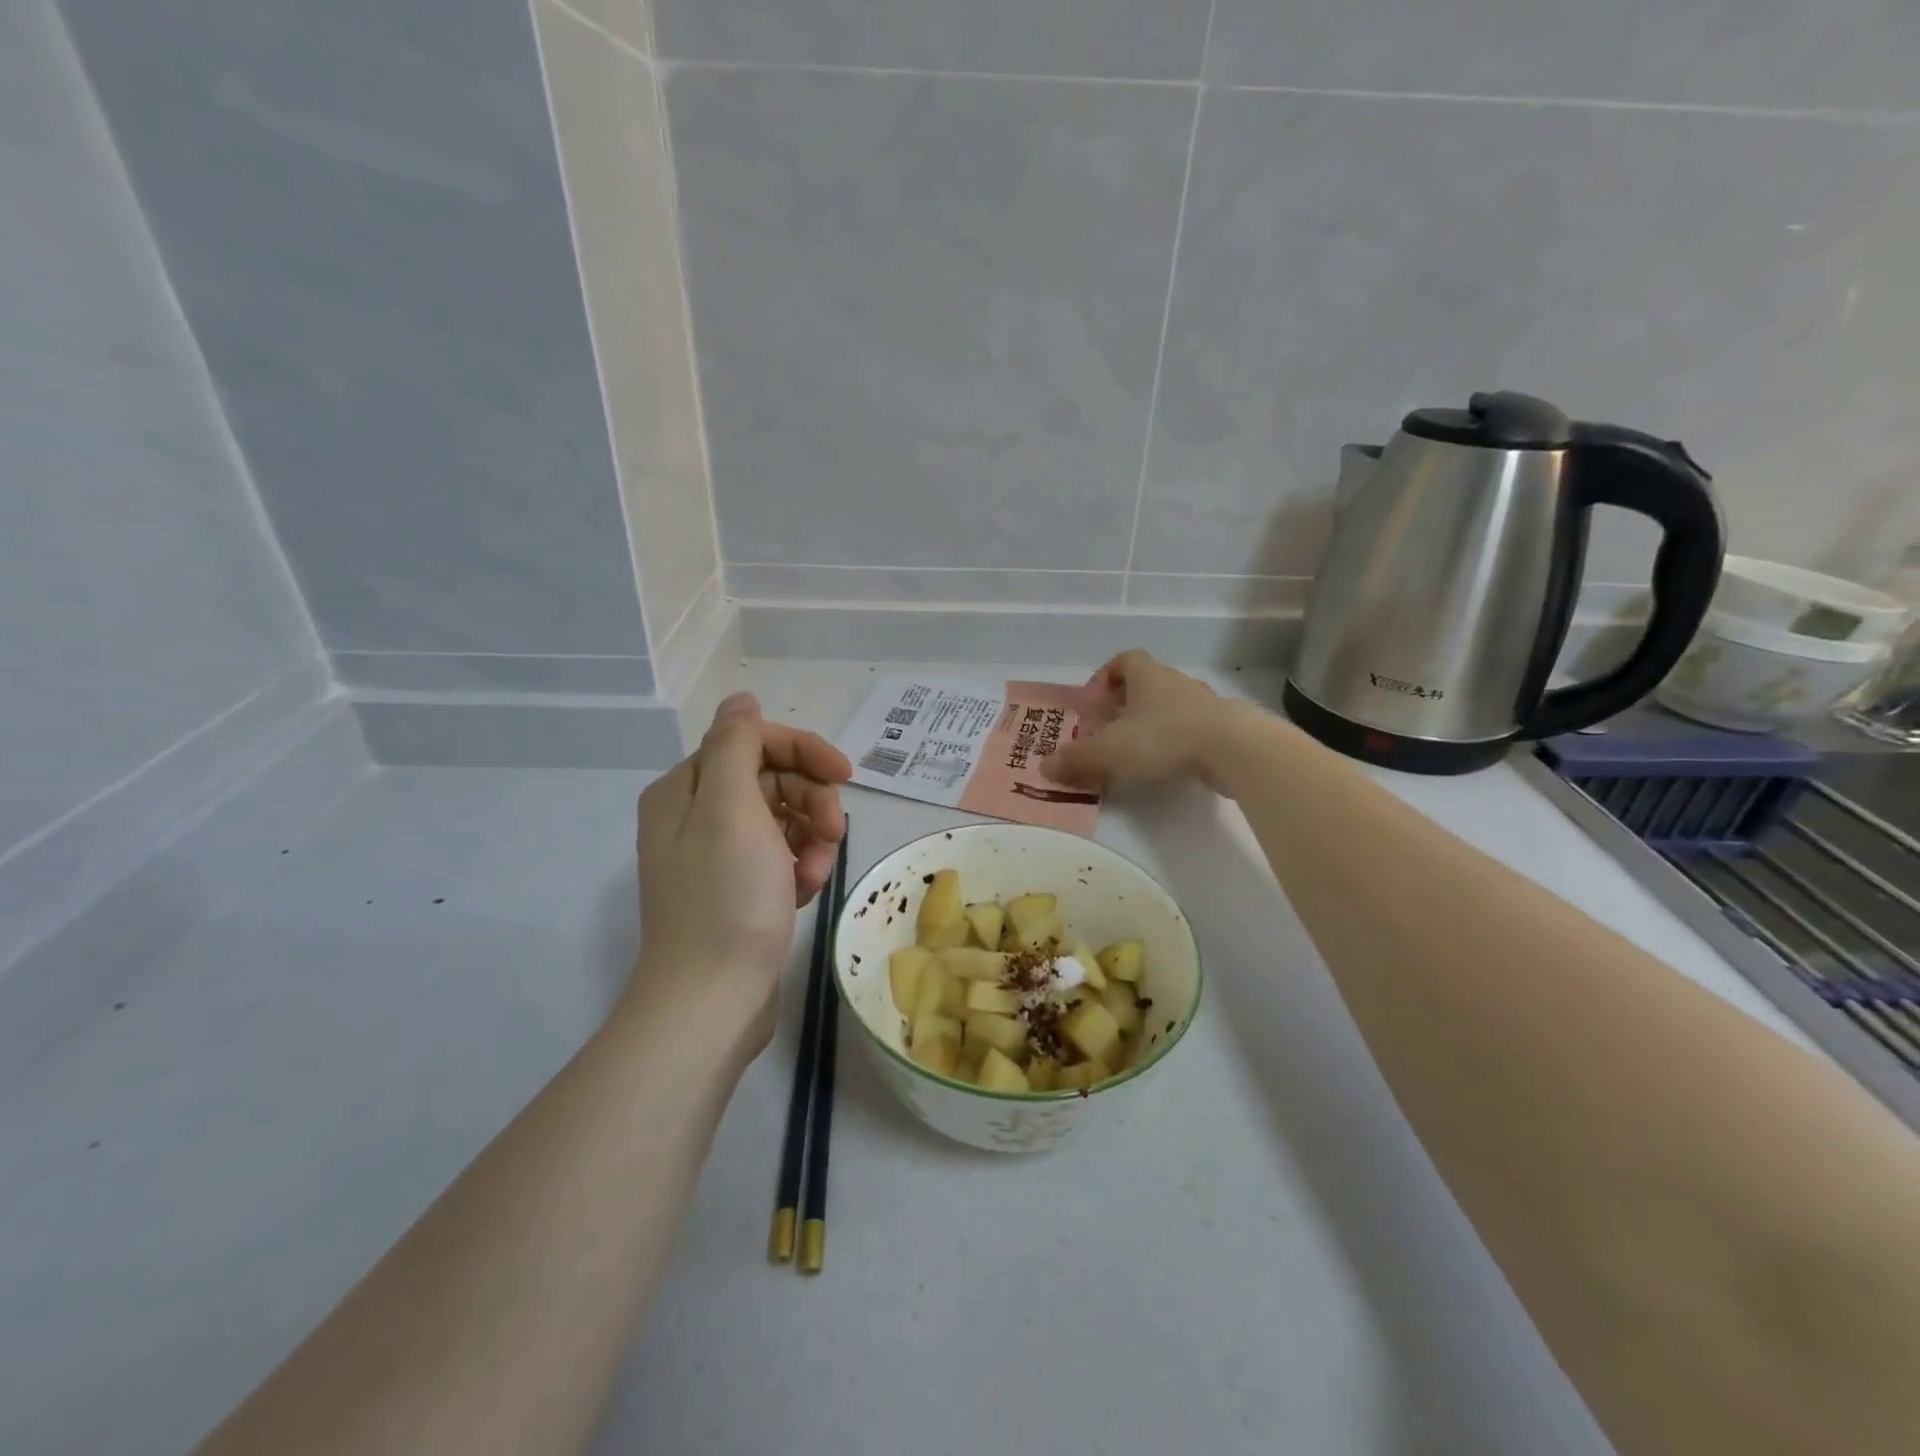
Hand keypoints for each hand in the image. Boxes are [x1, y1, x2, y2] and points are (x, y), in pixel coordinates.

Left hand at [630, 693, 851, 1040]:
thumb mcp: (729, 807)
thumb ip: (736, 744)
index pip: (753, 742)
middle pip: (771, 780)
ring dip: (812, 839)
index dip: (803, 751)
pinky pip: (780, 857)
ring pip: (783, 820)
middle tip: (836, 833)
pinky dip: (800, 867)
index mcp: (686, 790)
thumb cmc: (725, 898)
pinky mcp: (738, 891)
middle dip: (811, 801)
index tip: (845, 775)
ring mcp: (717, 857)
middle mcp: (695, 816)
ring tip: (817, 873)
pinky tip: (806, 891)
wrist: (711, 1001)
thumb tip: (741, 699)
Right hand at [1044, 650, 1246, 792]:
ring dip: (1153, 725)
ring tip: (1137, 754)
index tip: (1096, 702)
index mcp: (1147, 676)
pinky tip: (1169, 767)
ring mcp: (1204, 705)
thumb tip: (1044, 767)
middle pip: (1147, 685)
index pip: (1125, 660)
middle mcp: (1176, 683)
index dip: (1106, 676)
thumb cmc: (1164, 738)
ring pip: (1171, 708)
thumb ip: (1076, 759)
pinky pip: (1192, 730)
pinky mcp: (1224, 729)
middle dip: (1126, 706)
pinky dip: (1177, 743)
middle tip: (1110, 733)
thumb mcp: (1110, 751)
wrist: (1234, 749)